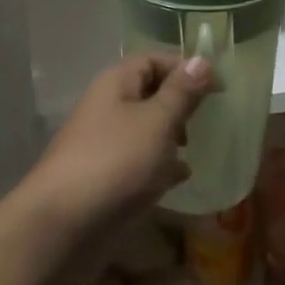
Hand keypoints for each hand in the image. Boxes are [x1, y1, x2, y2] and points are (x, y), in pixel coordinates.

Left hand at [20, 53, 214, 244]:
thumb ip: (181, 92)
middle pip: (149, 95)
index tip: (217, 87)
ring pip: (145, 131)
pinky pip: (138, 163)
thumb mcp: (157, 121)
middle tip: (208, 120)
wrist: (66, 224)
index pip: (152, 60)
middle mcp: (107, 109)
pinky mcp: (106, 178)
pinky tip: (180, 179)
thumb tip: (201, 60)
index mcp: (116, 85)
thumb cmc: (117, 161)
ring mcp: (104, 145)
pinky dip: (160, 167)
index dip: (185, 68)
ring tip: (196, 150)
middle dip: (180, 105)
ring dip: (172, 137)